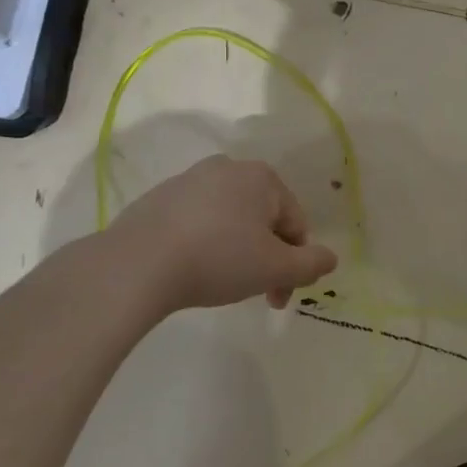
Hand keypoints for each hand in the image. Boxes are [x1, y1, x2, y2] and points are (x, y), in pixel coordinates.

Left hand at [103, 155, 337, 313]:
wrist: (135, 265)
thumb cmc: (217, 260)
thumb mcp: (275, 268)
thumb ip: (311, 264)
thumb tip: (331, 258)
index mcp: (262, 177)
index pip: (295, 224)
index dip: (295, 264)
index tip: (279, 298)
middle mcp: (228, 168)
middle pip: (263, 219)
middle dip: (266, 257)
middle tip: (256, 293)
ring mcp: (190, 180)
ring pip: (230, 219)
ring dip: (236, 250)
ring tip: (221, 283)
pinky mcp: (158, 198)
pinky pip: (197, 221)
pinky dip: (204, 243)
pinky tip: (191, 269)